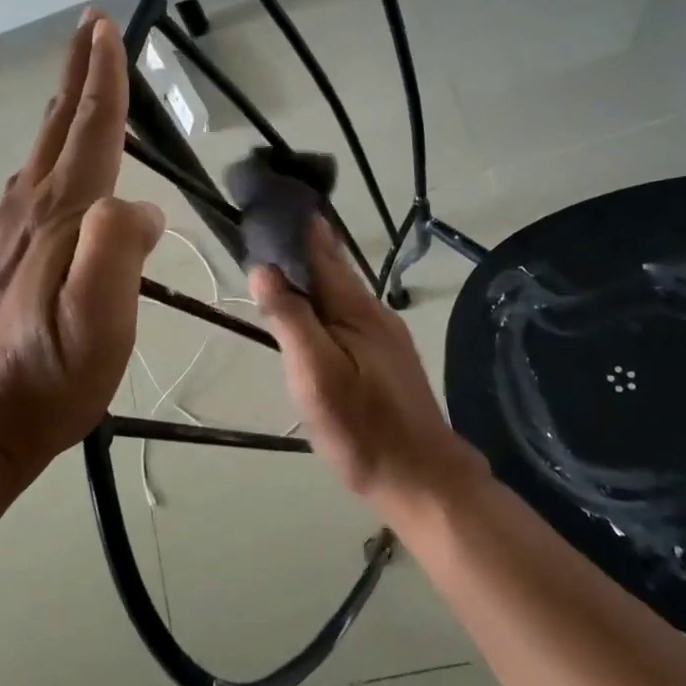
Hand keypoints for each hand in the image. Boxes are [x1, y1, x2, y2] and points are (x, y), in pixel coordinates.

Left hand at [0, 15, 163, 483]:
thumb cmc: (46, 379)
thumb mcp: (97, 328)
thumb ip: (116, 256)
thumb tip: (139, 207)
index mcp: (61, 217)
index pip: (90, 132)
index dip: (105, 80)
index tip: (107, 28)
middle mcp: (28, 207)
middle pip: (58, 125)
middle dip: (78, 72)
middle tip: (90, 26)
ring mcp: (6, 227)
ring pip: (41, 149)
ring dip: (64, 106)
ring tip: (80, 80)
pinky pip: (29, 180)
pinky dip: (48, 148)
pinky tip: (51, 159)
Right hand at [250, 220, 486, 514]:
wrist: (422, 480)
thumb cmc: (363, 428)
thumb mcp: (316, 374)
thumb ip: (290, 319)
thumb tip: (263, 268)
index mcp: (356, 308)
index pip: (321, 251)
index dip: (295, 227)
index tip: (267, 205)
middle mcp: (374, 313)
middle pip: (332, 269)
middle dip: (300, 249)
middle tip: (263, 234)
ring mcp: (384, 337)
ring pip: (340, 295)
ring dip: (310, 278)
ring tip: (277, 269)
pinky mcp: (385, 360)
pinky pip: (347, 318)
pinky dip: (322, 306)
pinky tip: (310, 317)